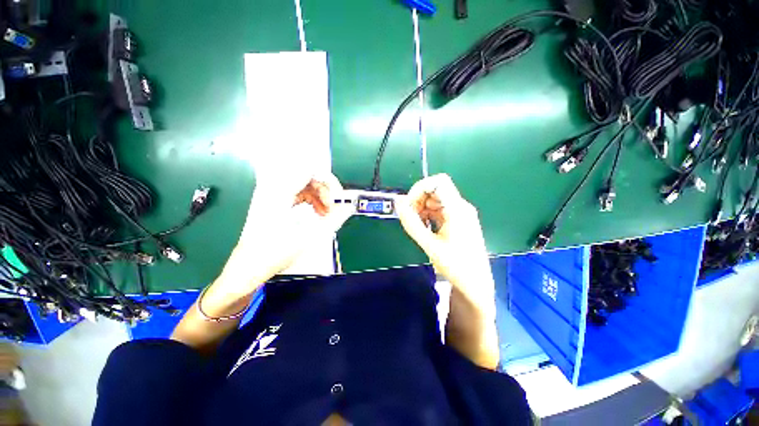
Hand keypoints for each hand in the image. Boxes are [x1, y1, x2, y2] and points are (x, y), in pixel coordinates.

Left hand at [223, 172, 353, 290]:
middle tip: (332, 210)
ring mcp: (272, 194)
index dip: (329, 182)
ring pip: (304, 185)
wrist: (247, 269)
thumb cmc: (275, 253)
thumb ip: (333, 219)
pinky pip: (297, 193)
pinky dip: (310, 201)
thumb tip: (349, 206)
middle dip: (325, 191)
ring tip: (326, 214)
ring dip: (319, 197)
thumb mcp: (309, 236)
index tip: (338, 199)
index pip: (310, 170)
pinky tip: (316, 214)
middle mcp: (274, 187)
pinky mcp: (273, 202)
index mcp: (279, 191)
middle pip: (308, 176)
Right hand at [396, 174, 494, 306]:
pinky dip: (428, 214)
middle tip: (411, 218)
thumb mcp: (429, 244)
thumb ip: (411, 223)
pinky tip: (424, 228)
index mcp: (457, 209)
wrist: (475, 283)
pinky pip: (439, 209)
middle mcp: (461, 207)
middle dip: (419, 200)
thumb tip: (398, 202)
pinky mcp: (458, 220)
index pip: (438, 182)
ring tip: (417, 225)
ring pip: (435, 199)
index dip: (420, 188)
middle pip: (435, 190)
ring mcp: (460, 213)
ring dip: (422, 208)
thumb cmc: (455, 265)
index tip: (409, 204)